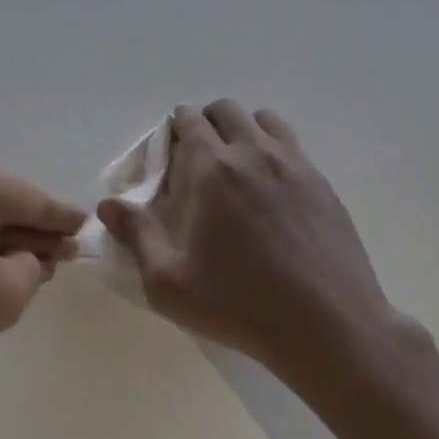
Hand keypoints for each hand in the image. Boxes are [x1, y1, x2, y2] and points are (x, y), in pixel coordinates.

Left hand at [0, 153, 85, 384]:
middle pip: (8, 204)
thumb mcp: (1, 293)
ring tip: (31, 273)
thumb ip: (32, 271)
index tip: (88, 227)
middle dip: (35, 234)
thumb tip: (29, 257)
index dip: (64, 219)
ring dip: (5, 246)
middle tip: (63, 260)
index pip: (35, 199)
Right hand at [99, 100, 403, 378]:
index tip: (170, 149)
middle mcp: (253, 153)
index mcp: (213, 170)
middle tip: (199, 155)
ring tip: (238, 163)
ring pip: (264, 120)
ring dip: (244, 128)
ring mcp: (294, 164)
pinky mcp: (322, 183)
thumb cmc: (242, 307)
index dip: (175, 127)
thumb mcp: (171, 284)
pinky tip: (273, 187)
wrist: (331, 328)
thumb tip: (107, 205)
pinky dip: (274, 148)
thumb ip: (137, 237)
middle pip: (226, 110)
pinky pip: (293, 144)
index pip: (189, 121)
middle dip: (207, 121)